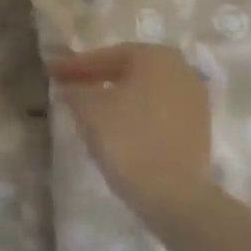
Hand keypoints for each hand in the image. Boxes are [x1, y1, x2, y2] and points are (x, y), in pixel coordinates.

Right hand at [50, 44, 214, 228]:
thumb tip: (72, 86)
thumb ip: (76, 89)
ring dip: (116, 95)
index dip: (75, 65)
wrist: (174, 194)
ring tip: (90, 106)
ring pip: (144, 90)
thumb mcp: (88, 110)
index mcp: (155, 56)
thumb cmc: (127, 140)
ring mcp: (194, 98)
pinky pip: (157, 110)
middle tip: (69, 85)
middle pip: (128, 69)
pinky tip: (117, 125)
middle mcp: (181, 69)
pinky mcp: (198, 126)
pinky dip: (135, 112)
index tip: (51, 70)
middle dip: (97, 77)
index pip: (106, 56)